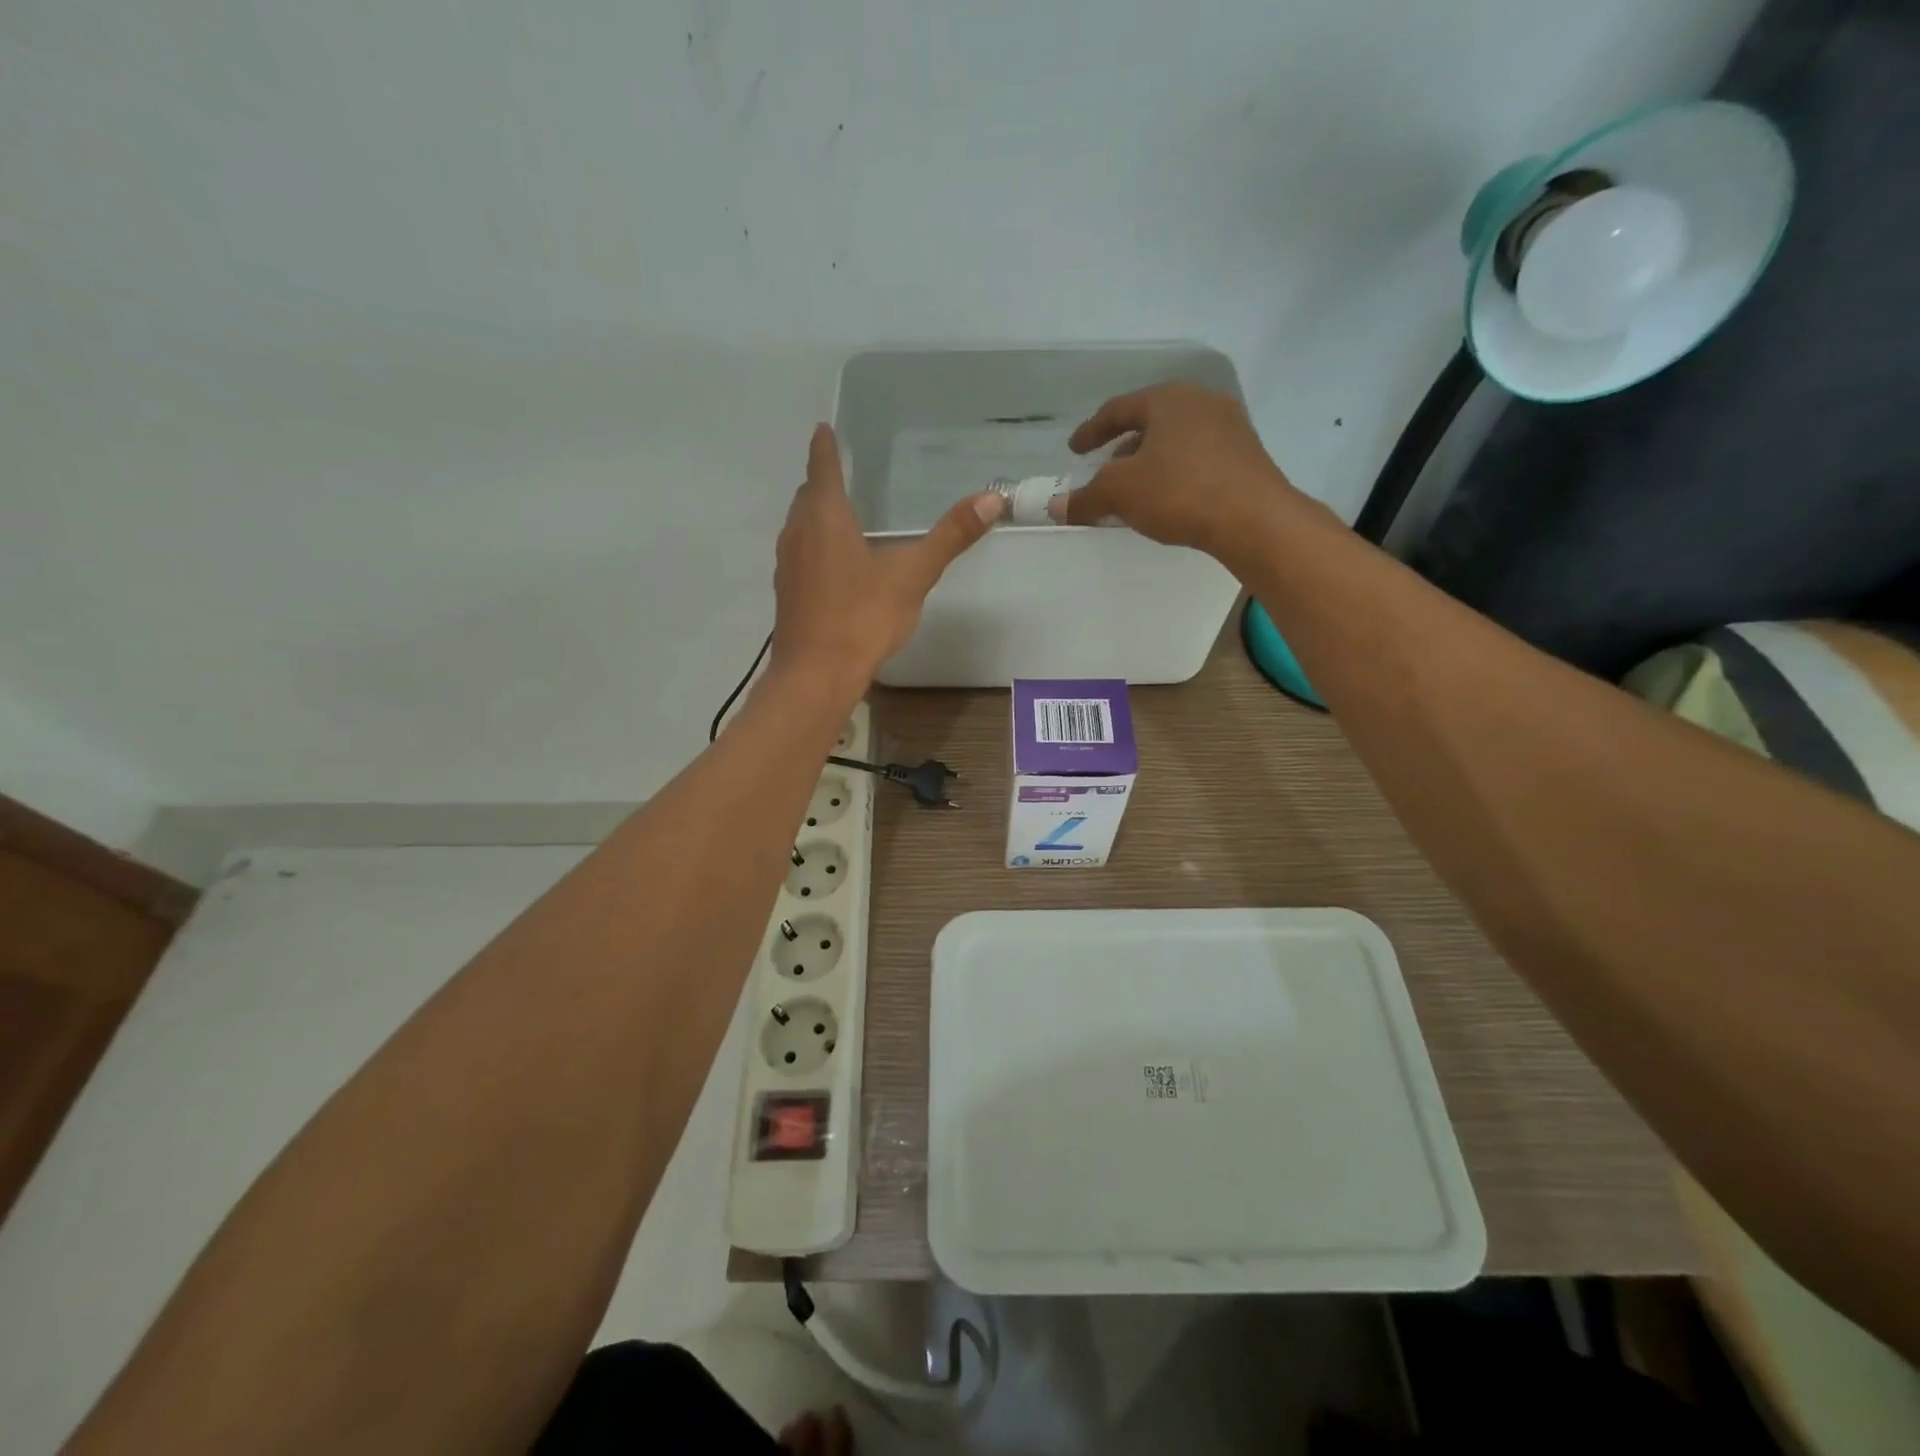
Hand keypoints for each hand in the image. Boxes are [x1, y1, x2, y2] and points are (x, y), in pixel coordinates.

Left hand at [771, 424, 1002, 690]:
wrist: (816, 675)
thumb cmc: (862, 617)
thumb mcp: (913, 574)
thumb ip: (951, 536)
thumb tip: (992, 498)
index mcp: (825, 517)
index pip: (823, 468)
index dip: (826, 447)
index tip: (824, 429)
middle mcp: (798, 533)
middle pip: (807, 497)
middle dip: (822, 482)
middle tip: (839, 472)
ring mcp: (787, 565)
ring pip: (800, 527)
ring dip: (815, 515)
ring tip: (837, 514)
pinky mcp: (787, 594)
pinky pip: (800, 555)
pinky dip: (814, 546)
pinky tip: (832, 565)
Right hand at [1049, 382, 1326, 562]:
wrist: (1254, 519)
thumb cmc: (1180, 492)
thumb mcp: (1120, 494)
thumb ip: (1085, 497)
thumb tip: (1055, 506)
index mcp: (1167, 399)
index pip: (1118, 409)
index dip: (1091, 431)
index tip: (1075, 450)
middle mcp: (1200, 402)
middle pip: (1150, 421)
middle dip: (1123, 446)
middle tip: (1104, 468)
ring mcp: (1229, 426)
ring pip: (1175, 439)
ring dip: (1150, 461)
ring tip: (1135, 487)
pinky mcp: (1245, 455)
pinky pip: (1197, 456)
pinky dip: (1174, 471)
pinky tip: (1168, 497)